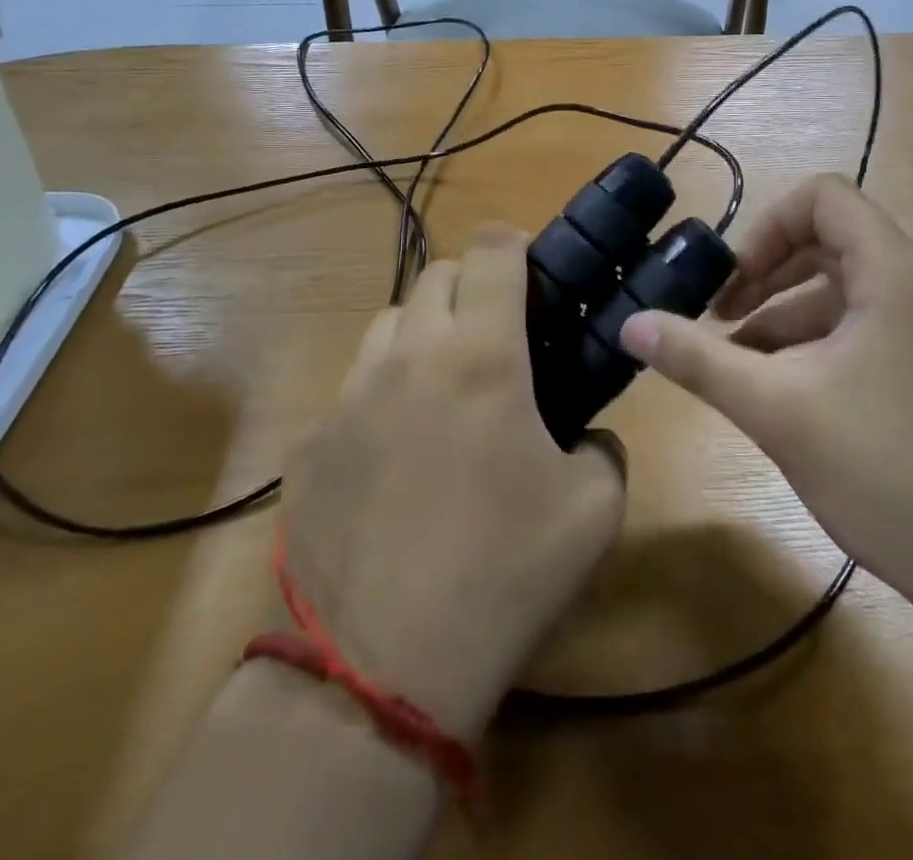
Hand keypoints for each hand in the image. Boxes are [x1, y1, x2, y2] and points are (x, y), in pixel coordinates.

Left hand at [277, 226, 625, 738]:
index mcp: (481, 355)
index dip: (514, 242)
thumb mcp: (595, 507)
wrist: (383, 670)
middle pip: (435, 275)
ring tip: (445, 388)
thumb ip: (602, 446)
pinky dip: (382, 395)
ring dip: (422, 333)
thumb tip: (586, 436)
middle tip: (497, 335)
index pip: (491, 249)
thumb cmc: (505, 572)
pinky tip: (396, 458)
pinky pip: (352, 389)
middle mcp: (409, 356)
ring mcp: (348, 397)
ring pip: (386, 324)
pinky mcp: (310, 444)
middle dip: (470, 286)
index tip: (530, 267)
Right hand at [620, 175, 912, 636]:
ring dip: (797, 321)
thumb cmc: (892, 473)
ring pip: (859, 298)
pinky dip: (836, 348)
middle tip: (725, 328)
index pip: (824, 198)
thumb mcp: (778, 411)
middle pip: (838, 246)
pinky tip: (807, 403)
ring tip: (751, 374)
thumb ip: (698, 360)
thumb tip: (630, 324)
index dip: (766, 228)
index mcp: (898, 272)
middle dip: (771, 279)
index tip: (730, 286)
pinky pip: (887, 334)